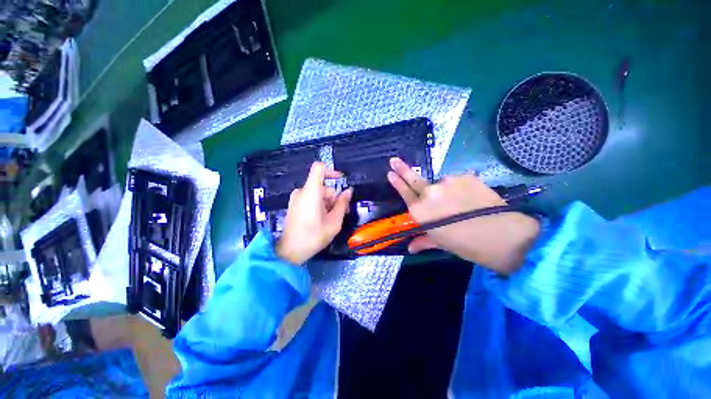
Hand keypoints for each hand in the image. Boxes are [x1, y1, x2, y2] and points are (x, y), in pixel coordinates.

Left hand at [276, 162, 352, 264]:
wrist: (290, 251)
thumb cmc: (313, 236)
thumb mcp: (334, 221)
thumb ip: (342, 204)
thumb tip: (349, 191)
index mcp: (311, 191)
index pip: (319, 168)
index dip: (332, 171)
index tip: (341, 180)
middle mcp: (302, 191)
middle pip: (322, 186)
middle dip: (333, 197)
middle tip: (339, 213)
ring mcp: (296, 198)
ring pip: (317, 194)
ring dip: (327, 203)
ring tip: (330, 220)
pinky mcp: (294, 205)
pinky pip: (310, 199)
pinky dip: (319, 205)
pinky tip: (321, 220)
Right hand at [387, 158, 539, 273]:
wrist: (503, 236)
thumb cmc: (465, 244)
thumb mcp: (441, 243)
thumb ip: (423, 240)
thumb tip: (410, 248)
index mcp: (420, 211)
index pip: (404, 193)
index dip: (396, 182)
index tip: (390, 172)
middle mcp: (429, 193)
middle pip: (413, 179)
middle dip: (402, 168)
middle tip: (394, 159)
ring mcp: (447, 182)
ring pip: (440, 183)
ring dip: (444, 190)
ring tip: (459, 204)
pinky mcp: (465, 176)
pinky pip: (457, 181)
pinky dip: (459, 188)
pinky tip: (470, 199)